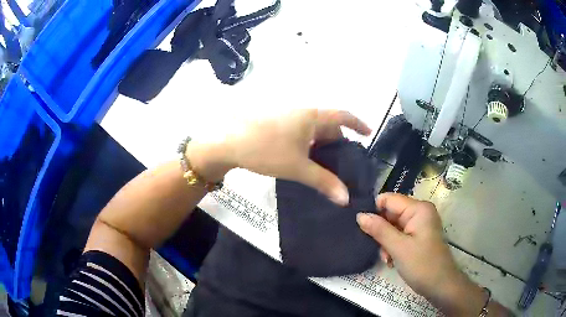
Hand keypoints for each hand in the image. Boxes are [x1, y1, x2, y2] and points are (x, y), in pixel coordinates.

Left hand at [189, 109, 370, 204]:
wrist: (230, 144)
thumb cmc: (267, 150)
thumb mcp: (298, 167)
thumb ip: (324, 181)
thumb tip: (345, 198)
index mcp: (312, 117)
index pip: (342, 115)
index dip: (358, 123)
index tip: (368, 134)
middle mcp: (302, 114)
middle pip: (328, 125)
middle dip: (339, 141)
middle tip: (344, 161)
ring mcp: (288, 119)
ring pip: (314, 131)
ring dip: (323, 145)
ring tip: (327, 165)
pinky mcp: (278, 127)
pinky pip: (302, 134)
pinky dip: (309, 146)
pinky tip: (306, 161)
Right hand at [357, 193, 487, 315]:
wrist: (440, 285)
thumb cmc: (422, 265)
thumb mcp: (398, 248)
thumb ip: (379, 230)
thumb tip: (359, 215)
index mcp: (419, 208)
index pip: (389, 199)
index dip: (374, 211)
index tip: (361, 227)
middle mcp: (420, 212)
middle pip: (390, 213)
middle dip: (381, 231)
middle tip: (378, 249)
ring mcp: (420, 225)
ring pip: (393, 226)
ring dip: (386, 242)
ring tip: (387, 258)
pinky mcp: (418, 237)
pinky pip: (399, 235)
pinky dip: (392, 247)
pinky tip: (392, 260)